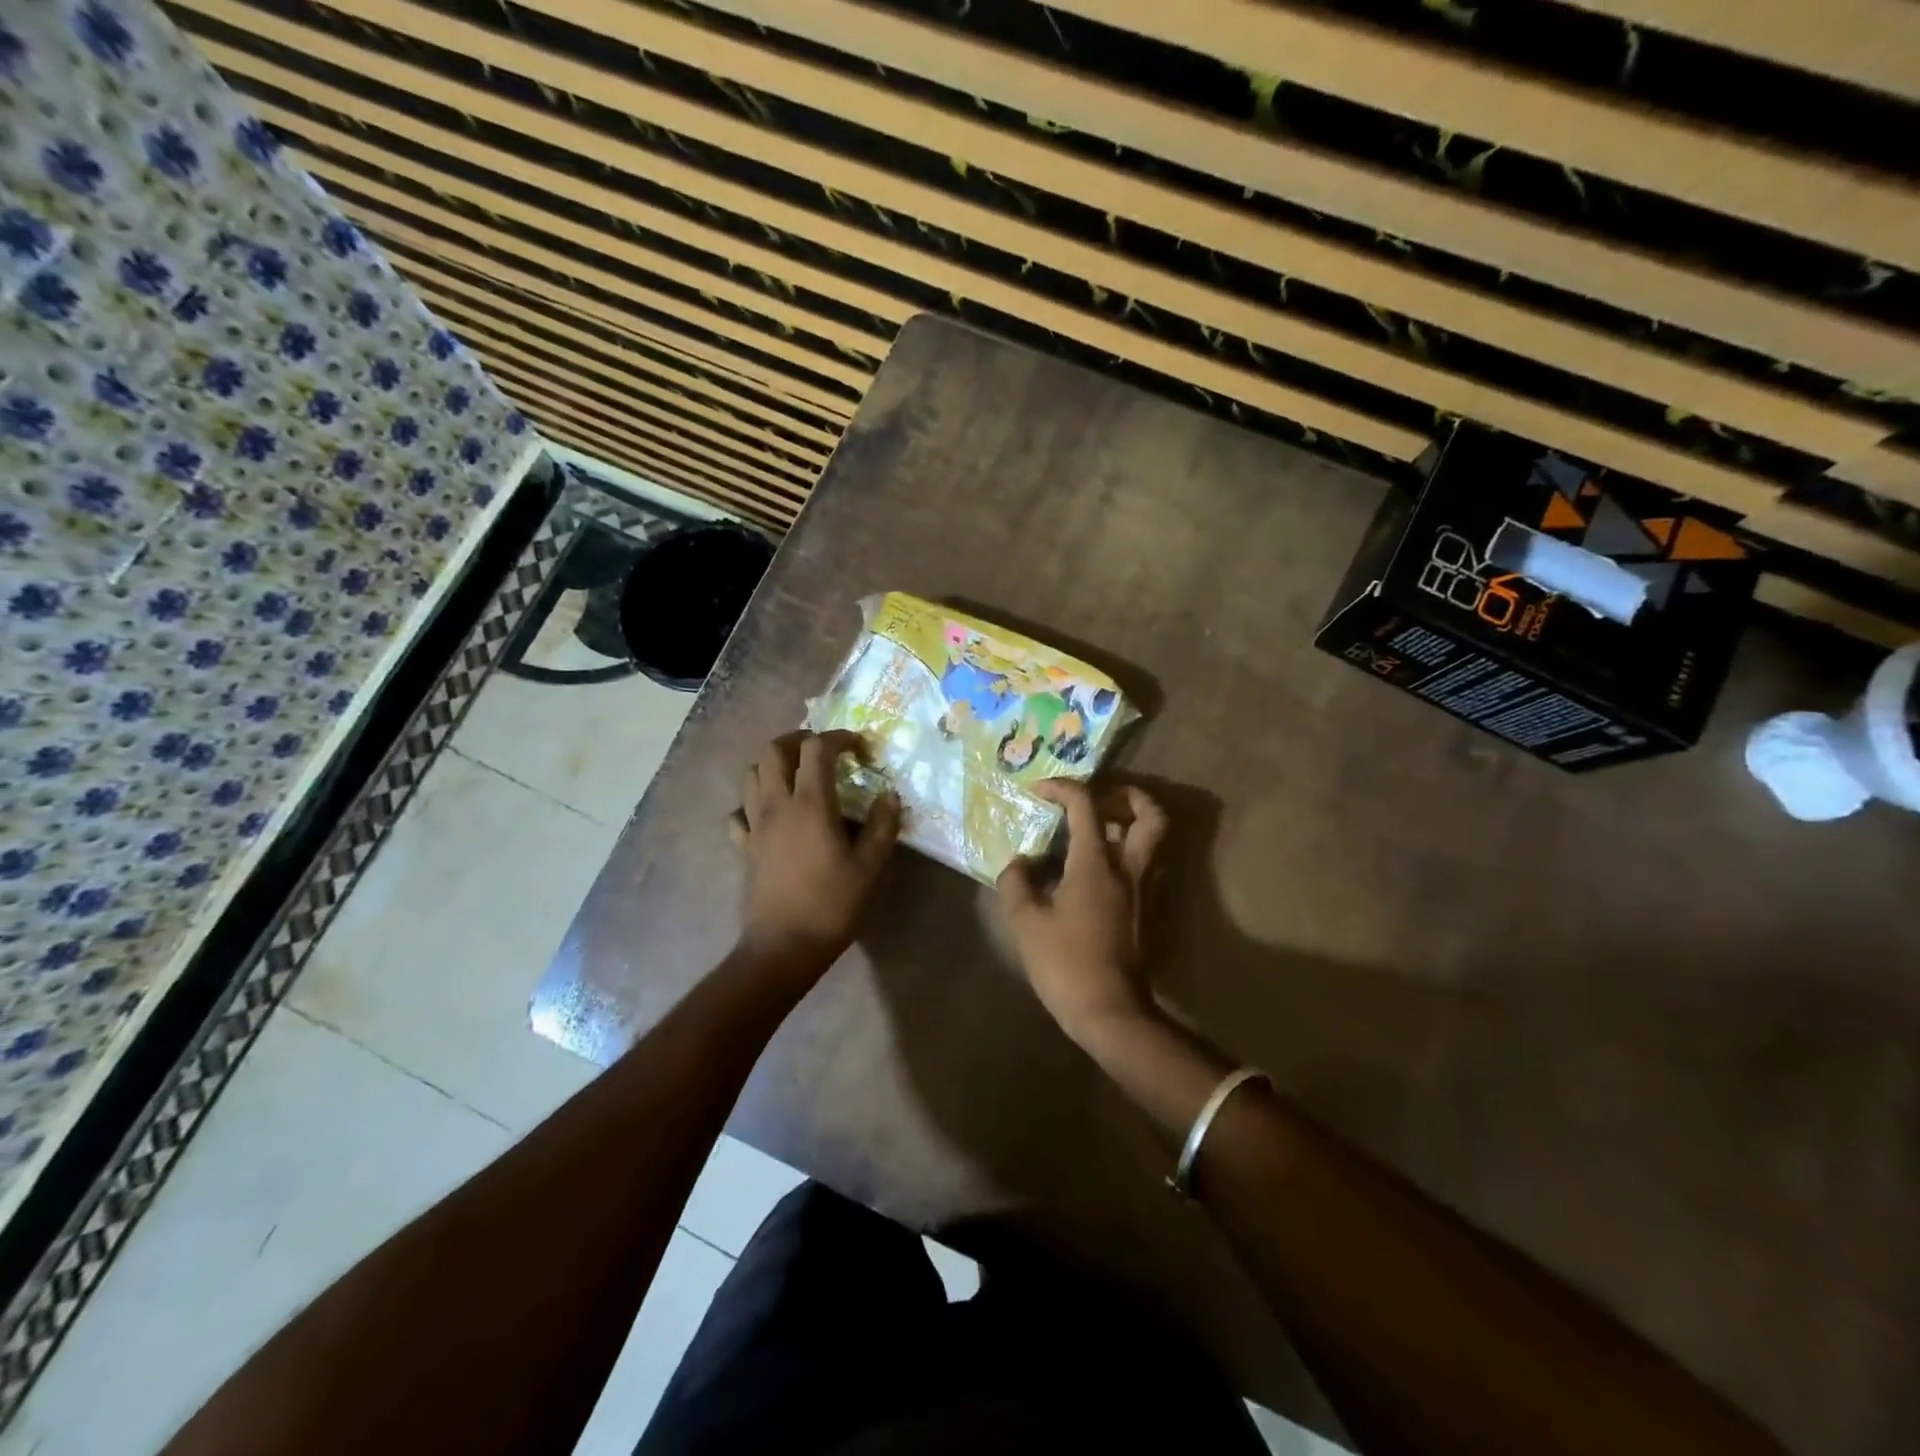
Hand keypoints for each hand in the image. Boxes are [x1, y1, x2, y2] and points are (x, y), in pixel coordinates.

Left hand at [730, 731, 899, 972]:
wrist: (783, 948)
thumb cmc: (831, 906)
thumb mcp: (869, 867)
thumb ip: (882, 826)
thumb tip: (890, 796)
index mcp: (810, 804)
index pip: (817, 749)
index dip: (839, 738)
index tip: (859, 748)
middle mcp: (776, 805)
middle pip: (773, 750)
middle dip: (798, 739)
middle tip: (822, 750)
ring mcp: (754, 825)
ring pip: (750, 774)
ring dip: (772, 764)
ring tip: (796, 775)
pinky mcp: (743, 847)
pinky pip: (739, 812)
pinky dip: (752, 803)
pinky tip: (770, 815)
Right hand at [997, 780, 1167, 1043]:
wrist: (1111, 1013)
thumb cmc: (1065, 964)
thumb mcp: (1025, 922)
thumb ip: (1016, 882)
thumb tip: (1019, 862)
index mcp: (1097, 864)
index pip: (1086, 806)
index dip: (1062, 788)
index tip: (1039, 790)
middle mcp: (1130, 868)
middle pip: (1151, 814)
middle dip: (1129, 794)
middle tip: (1101, 798)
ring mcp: (1146, 890)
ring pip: (1155, 840)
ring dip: (1132, 824)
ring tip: (1098, 831)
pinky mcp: (1150, 911)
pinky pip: (1148, 866)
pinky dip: (1130, 854)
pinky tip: (1100, 870)